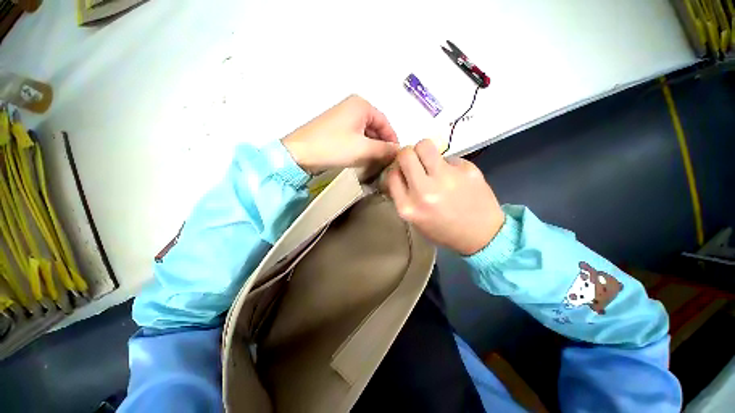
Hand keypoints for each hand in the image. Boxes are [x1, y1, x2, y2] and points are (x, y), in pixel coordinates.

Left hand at [282, 95, 398, 173]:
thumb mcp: (363, 149)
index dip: (393, 141)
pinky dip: (361, 147)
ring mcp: (342, 117)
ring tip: (376, 163)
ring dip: (372, 148)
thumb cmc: (334, 147)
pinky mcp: (335, 128)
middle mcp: (353, 107)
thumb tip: (399, 152)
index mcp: (361, 106)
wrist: (299, 154)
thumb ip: (385, 150)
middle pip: (376, 128)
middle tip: (387, 162)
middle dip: (382, 145)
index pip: (386, 123)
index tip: (397, 156)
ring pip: (365, 134)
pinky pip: (355, 137)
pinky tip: (362, 159)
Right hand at [384, 139, 504, 254]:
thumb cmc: (443, 231)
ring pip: (425, 145)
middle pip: (406, 154)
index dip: (396, 170)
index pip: (391, 174)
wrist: (482, 236)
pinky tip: (455, 177)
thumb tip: (398, 172)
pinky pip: (448, 156)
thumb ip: (402, 196)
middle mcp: (425, 191)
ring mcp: (447, 178)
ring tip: (432, 164)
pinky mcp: (467, 169)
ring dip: (424, 152)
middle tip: (415, 162)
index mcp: (409, 207)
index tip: (402, 172)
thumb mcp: (414, 220)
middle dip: (407, 155)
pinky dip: (447, 164)